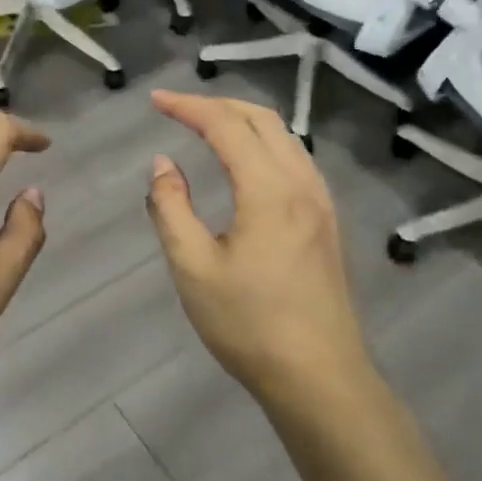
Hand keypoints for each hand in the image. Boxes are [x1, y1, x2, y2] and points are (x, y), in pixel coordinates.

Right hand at [145, 91, 371, 407]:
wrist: (321, 379)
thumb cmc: (249, 325)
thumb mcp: (193, 267)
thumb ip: (171, 207)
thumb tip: (163, 163)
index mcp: (269, 190)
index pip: (226, 126)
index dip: (188, 107)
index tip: (155, 101)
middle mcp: (302, 184)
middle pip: (262, 119)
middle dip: (217, 105)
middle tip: (177, 109)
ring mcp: (321, 203)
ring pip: (284, 137)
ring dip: (244, 120)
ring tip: (207, 126)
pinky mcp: (327, 222)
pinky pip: (295, 159)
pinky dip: (264, 143)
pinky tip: (246, 163)